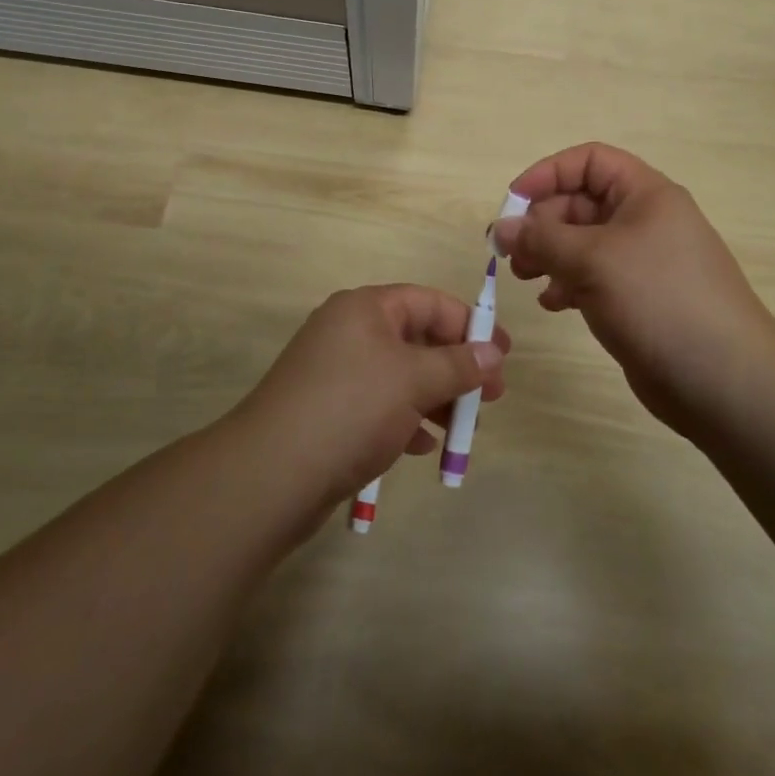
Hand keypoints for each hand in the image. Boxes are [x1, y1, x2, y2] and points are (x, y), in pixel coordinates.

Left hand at [233, 285, 510, 507]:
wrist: (272, 473)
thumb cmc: (351, 409)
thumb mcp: (414, 380)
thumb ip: (458, 364)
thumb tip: (493, 352)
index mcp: (365, 309)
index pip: (428, 302)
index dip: (468, 324)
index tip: (502, 354)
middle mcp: (349, 332)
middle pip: (416, 339)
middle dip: (456, 367)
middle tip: (491, 397)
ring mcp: (336, 372)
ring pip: (400, 375)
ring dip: (435, 397)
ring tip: (463, 429)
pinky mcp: (329, 410)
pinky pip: (379, 404)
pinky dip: (406, 419)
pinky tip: (423, 447)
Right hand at [493, 142, 774, 435]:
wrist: (723, 379)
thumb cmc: (658, 299)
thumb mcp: (593, 259)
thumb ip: (541, 238)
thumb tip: (500, 228)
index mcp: (645, 194)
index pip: (590, 161)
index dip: (549, 173)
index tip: (513, 202)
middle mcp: (645, 220)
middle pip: (581, 203)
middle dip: (542, 222)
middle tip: (509, 251)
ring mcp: (643, 261)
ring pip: (583, 242)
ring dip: (549, 254)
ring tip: (524, 277)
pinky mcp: (638, 298)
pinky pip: (593, 277)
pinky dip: (567, 283)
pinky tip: (553, 304)